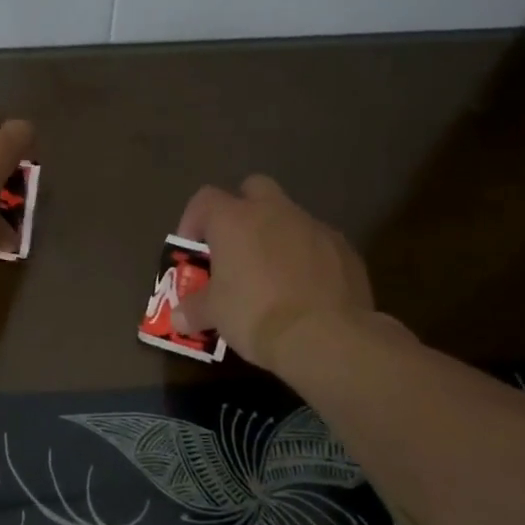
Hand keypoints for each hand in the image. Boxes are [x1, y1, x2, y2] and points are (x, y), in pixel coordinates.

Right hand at [172, 175, 376, 365]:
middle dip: (242, 210)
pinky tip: (304, 290)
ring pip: (289, 217)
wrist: (324, 336)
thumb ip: (194, 309)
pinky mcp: (344, 249)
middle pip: (254, 188)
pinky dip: (307, 258)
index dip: (193, 221)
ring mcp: (314, 227)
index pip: (204, 200)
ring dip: (277, 236)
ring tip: (271, 274)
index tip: (193, 251)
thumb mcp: (214, 314)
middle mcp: (274, 212)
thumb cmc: (254, 314)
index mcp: (234, 220)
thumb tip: (179, 317)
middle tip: (234, 246)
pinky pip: (318, 244)